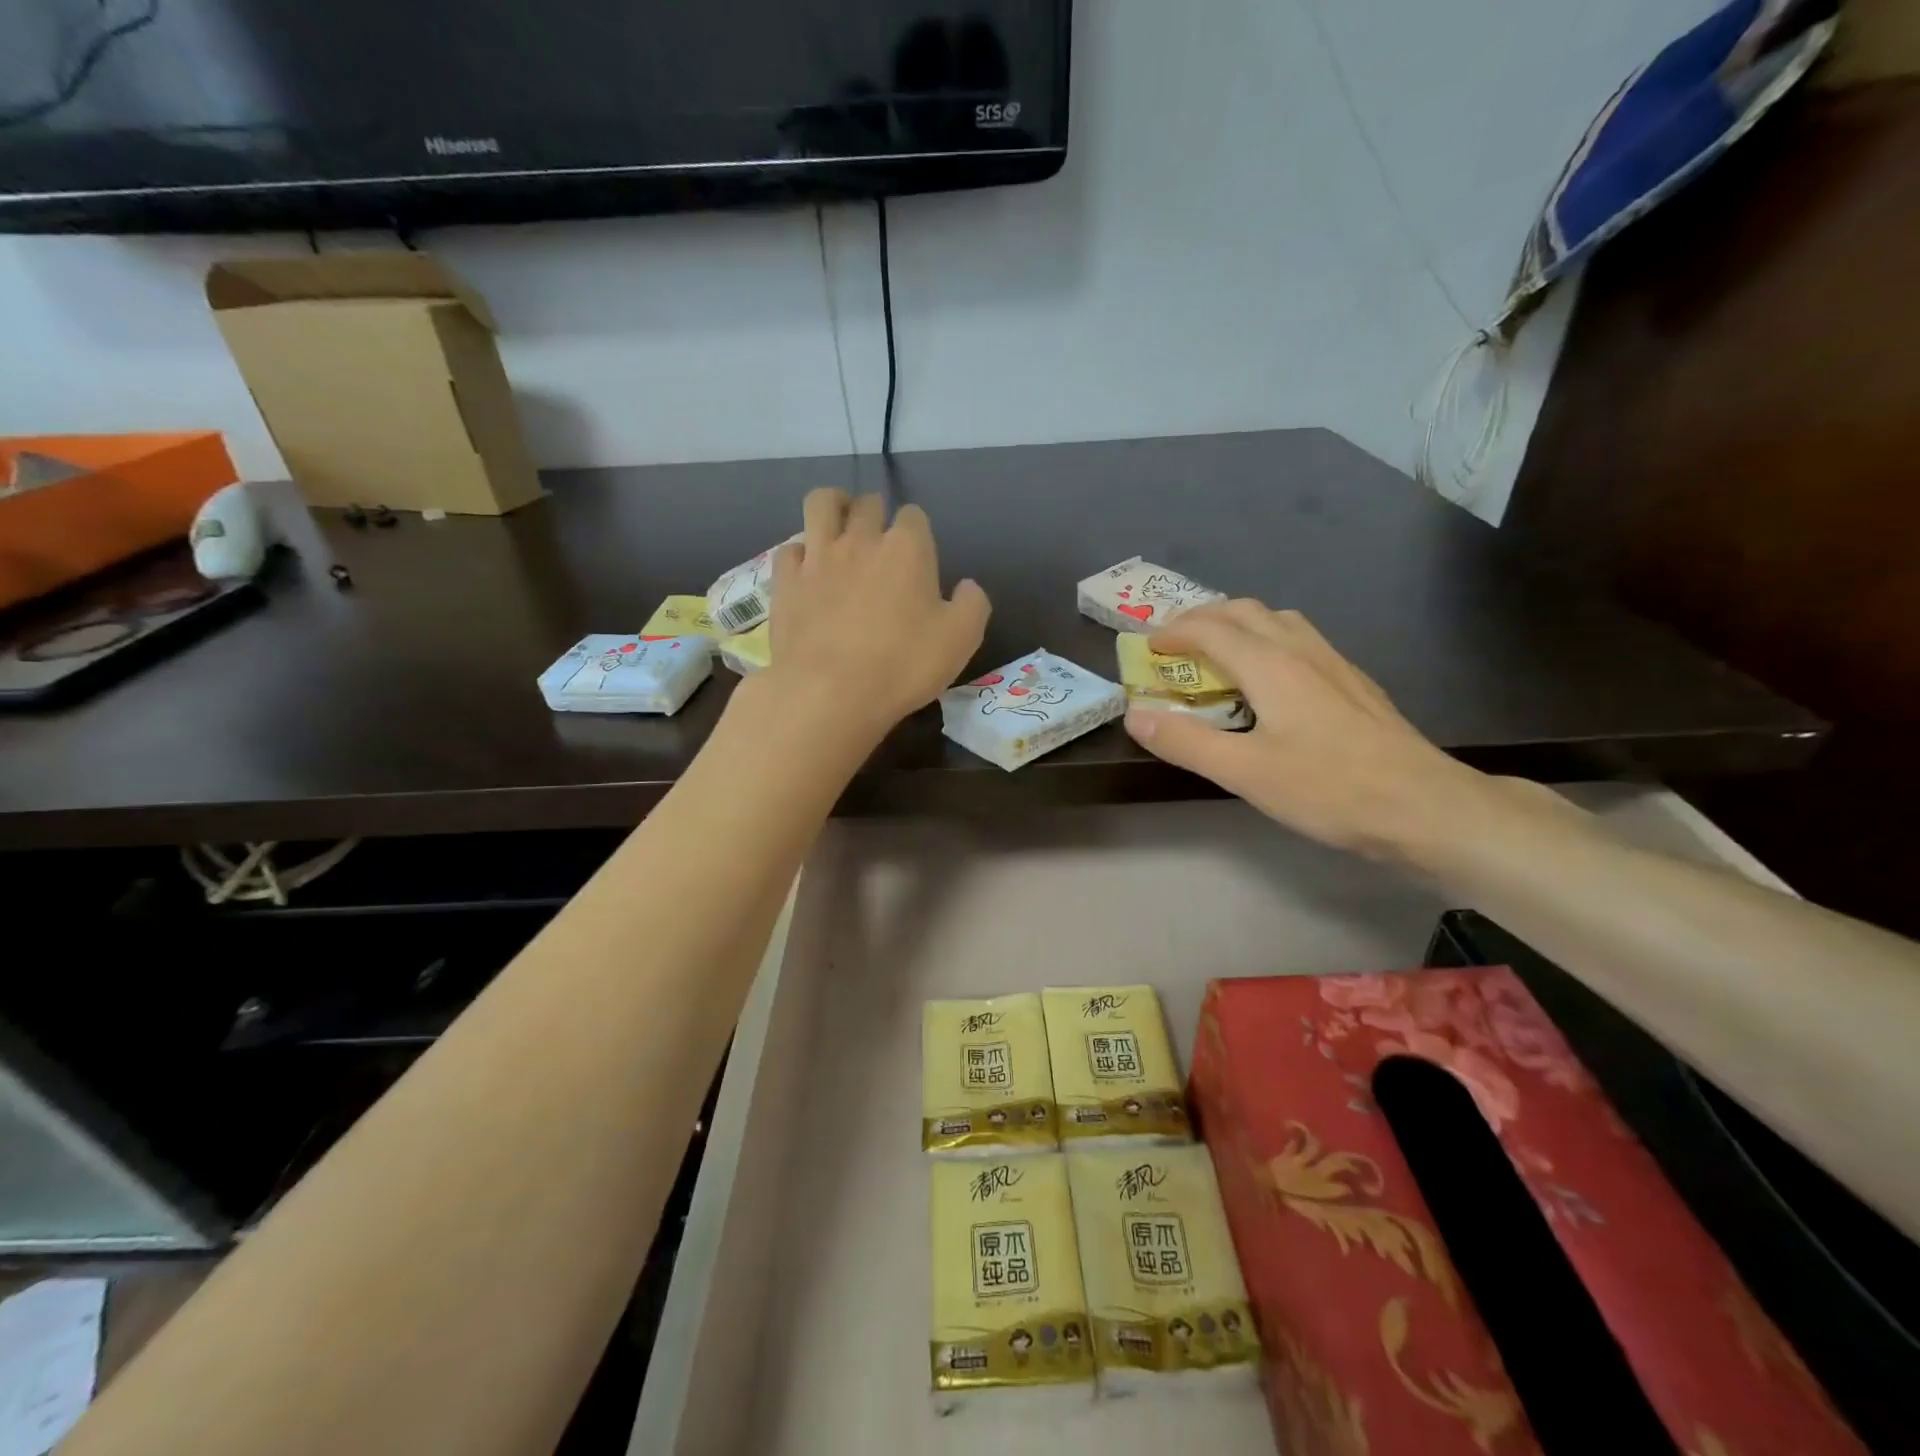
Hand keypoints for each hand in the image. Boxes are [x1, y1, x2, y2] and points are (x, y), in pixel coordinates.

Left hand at [761, 488, 989, 742]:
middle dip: (876, 513)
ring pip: (822, 504)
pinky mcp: (785, 581)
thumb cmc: (903, 665)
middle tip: (879, 541)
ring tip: (839, 526)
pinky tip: (808, 570)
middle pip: (868, 504)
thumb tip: (967, 586)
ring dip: (834, 506)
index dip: (917, 532)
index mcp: (907, 549)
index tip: (918, 556)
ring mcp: (818, 557)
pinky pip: (790, 548)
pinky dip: (801, 553)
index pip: (914, 516)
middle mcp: (861, 539)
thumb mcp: (961, 640)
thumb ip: (972, 604)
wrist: (829, 692)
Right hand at [1123, 602, 1493, 857]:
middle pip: (1245, 611)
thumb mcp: (1244, 772)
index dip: (1173, 632)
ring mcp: (1334, 663)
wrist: (1424, 806)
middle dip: (1203, 618)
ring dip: (1238, 624)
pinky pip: (1300, 640)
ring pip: (1278, 620)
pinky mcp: (1353, 682)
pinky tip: (1271, 679)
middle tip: (1175, 643)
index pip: (1211, 629)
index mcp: (1270, 666)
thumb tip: (1135, 716)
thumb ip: (1186, 742)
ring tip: (1217, 653)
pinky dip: (1267, 640)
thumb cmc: (1329, 788)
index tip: (1146, 648)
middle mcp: (1301, 651)